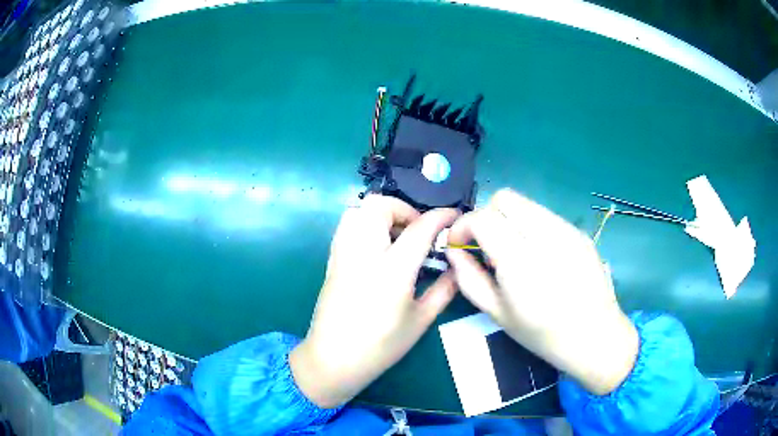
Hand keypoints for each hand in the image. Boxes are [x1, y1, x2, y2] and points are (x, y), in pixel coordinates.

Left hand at [290, 195, 458, 407]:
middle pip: (380, 206)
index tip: (453, 216)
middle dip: (404, 209)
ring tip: (397, 236)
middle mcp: (364, 253)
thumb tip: (458, 267)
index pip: (419, 228)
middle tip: (418, 231)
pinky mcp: (332, 260)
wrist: (334, 359)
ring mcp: (343, 254)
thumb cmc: (381, 345)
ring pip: (358, 211)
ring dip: (381, 214)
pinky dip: (364, 223)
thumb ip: (444, 290)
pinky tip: (376, 247)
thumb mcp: (421, 321)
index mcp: (392, 270)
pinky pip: (347, 226)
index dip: (440, 217)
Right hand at [446, 189, 638, 394]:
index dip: (463, 226)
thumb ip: (469, 279)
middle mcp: (545, 236)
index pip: (483, 218)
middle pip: (504, 198)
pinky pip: (545, 216)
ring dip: (509, 219)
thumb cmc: (542, 334)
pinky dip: (530, 226)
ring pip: (526, 203)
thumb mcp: (498, 314)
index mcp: (520, 262)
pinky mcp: (579, 232)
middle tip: (486, 244)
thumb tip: (455, 252)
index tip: (460, 244)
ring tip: (513, 251)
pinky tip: (537, 255)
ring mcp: (566, 230)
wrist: (594, 336)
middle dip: (487, 215)